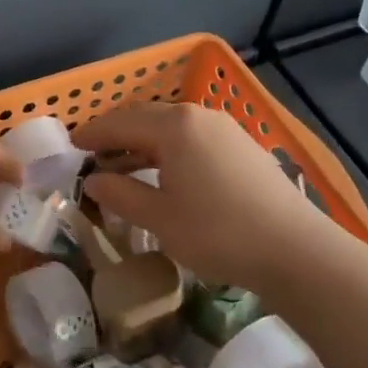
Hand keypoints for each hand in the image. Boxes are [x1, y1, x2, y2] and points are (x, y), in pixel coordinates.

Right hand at [78, 102, 330, 291]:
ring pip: (172, 128)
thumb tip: (93, 180)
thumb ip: (121, 194)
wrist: (296, 250)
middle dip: (117, 134)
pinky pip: (193, 138)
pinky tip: (166, 173)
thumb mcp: (160, 218)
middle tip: (93, 153)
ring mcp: (225, 129)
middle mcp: (199, 116)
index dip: (93, 134)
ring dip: (143, 143)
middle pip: (146, 118)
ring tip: (123, 167)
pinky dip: (169, 150)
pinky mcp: (243, 147)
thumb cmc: (218, 233)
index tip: (71, 145)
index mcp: (174, 126)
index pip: (121, 122)